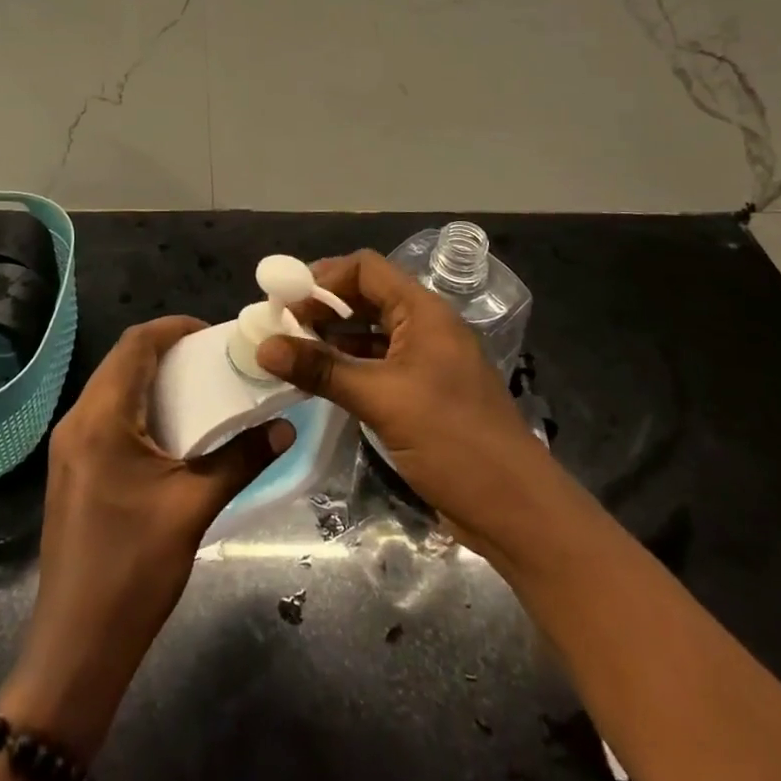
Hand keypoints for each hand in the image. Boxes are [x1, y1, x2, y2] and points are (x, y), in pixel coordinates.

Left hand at [0, 316, 292, 758]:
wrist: (76, 647)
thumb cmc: (133, 570)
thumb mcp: (194, 508)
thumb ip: (241, 459)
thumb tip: (285, 427)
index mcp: (100, 418)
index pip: (135, 344)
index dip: (175, 328)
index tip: (215, 333)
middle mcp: (77, 421)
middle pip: (121, 361)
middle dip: (167, 351)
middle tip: (214, 360)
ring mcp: (68, 447)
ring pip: (111, 388)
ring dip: (152, 379)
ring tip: (200, 388)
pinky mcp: (70, 469)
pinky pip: (105, 415)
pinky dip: (138, 406)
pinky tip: (171, 429)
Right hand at [256, 251, 548, 561]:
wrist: (516, 510)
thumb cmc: (453, 441)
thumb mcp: (381, 400)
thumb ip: (322, 369)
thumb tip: (264, 346)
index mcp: (424, 312)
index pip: (366, 269)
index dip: (323, 276)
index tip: (282, 298)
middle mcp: (425, 327)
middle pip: (366, 298)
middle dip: (322, 307)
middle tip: (278, 325)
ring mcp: (425, 362)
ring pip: (369, 333)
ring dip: (331, 338)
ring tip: (288, 351)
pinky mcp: (422, 394)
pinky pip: (377, 365)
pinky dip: (347, 366)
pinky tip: (318, 380)